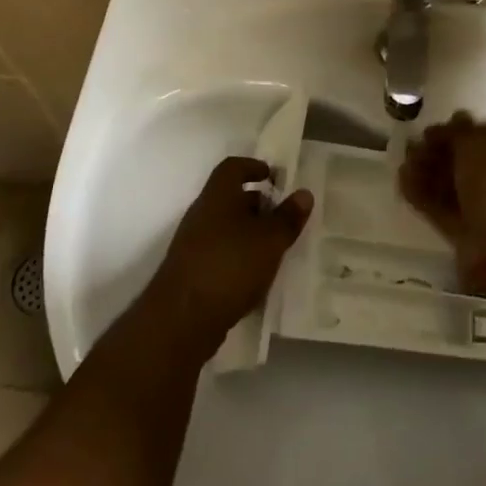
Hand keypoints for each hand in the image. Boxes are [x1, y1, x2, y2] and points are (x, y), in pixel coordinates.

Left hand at [144, 156, 311, 360]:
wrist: (182, 318)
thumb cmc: (230, 265)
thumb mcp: (269, 240)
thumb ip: (288, 217)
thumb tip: (304, 194)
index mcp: (217, 196)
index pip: (232, 167)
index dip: (253, 166)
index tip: (273, 176)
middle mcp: (201, 214)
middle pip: (229, 198)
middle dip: (256, 204)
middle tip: (282, 216)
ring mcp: (193, 244)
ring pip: (225, 228)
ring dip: (248, 233)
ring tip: (274, 248)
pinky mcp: (191, 272)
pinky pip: (219, 253)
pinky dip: (238, 257)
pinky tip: (256, 276)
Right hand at [399, 113, 485, 286]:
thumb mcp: (478, 144)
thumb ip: (458, 132)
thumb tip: (446, 125)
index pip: (478, 134)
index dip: (452, 130)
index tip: (426, 131)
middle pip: (460, 160)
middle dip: (434, 152)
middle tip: (409, 147)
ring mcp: (482, 206)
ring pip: (448, 184)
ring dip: (425, 173)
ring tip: (402, 163)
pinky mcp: (464, 232)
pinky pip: (439, 208)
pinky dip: (421, 196)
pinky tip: (402, 183)